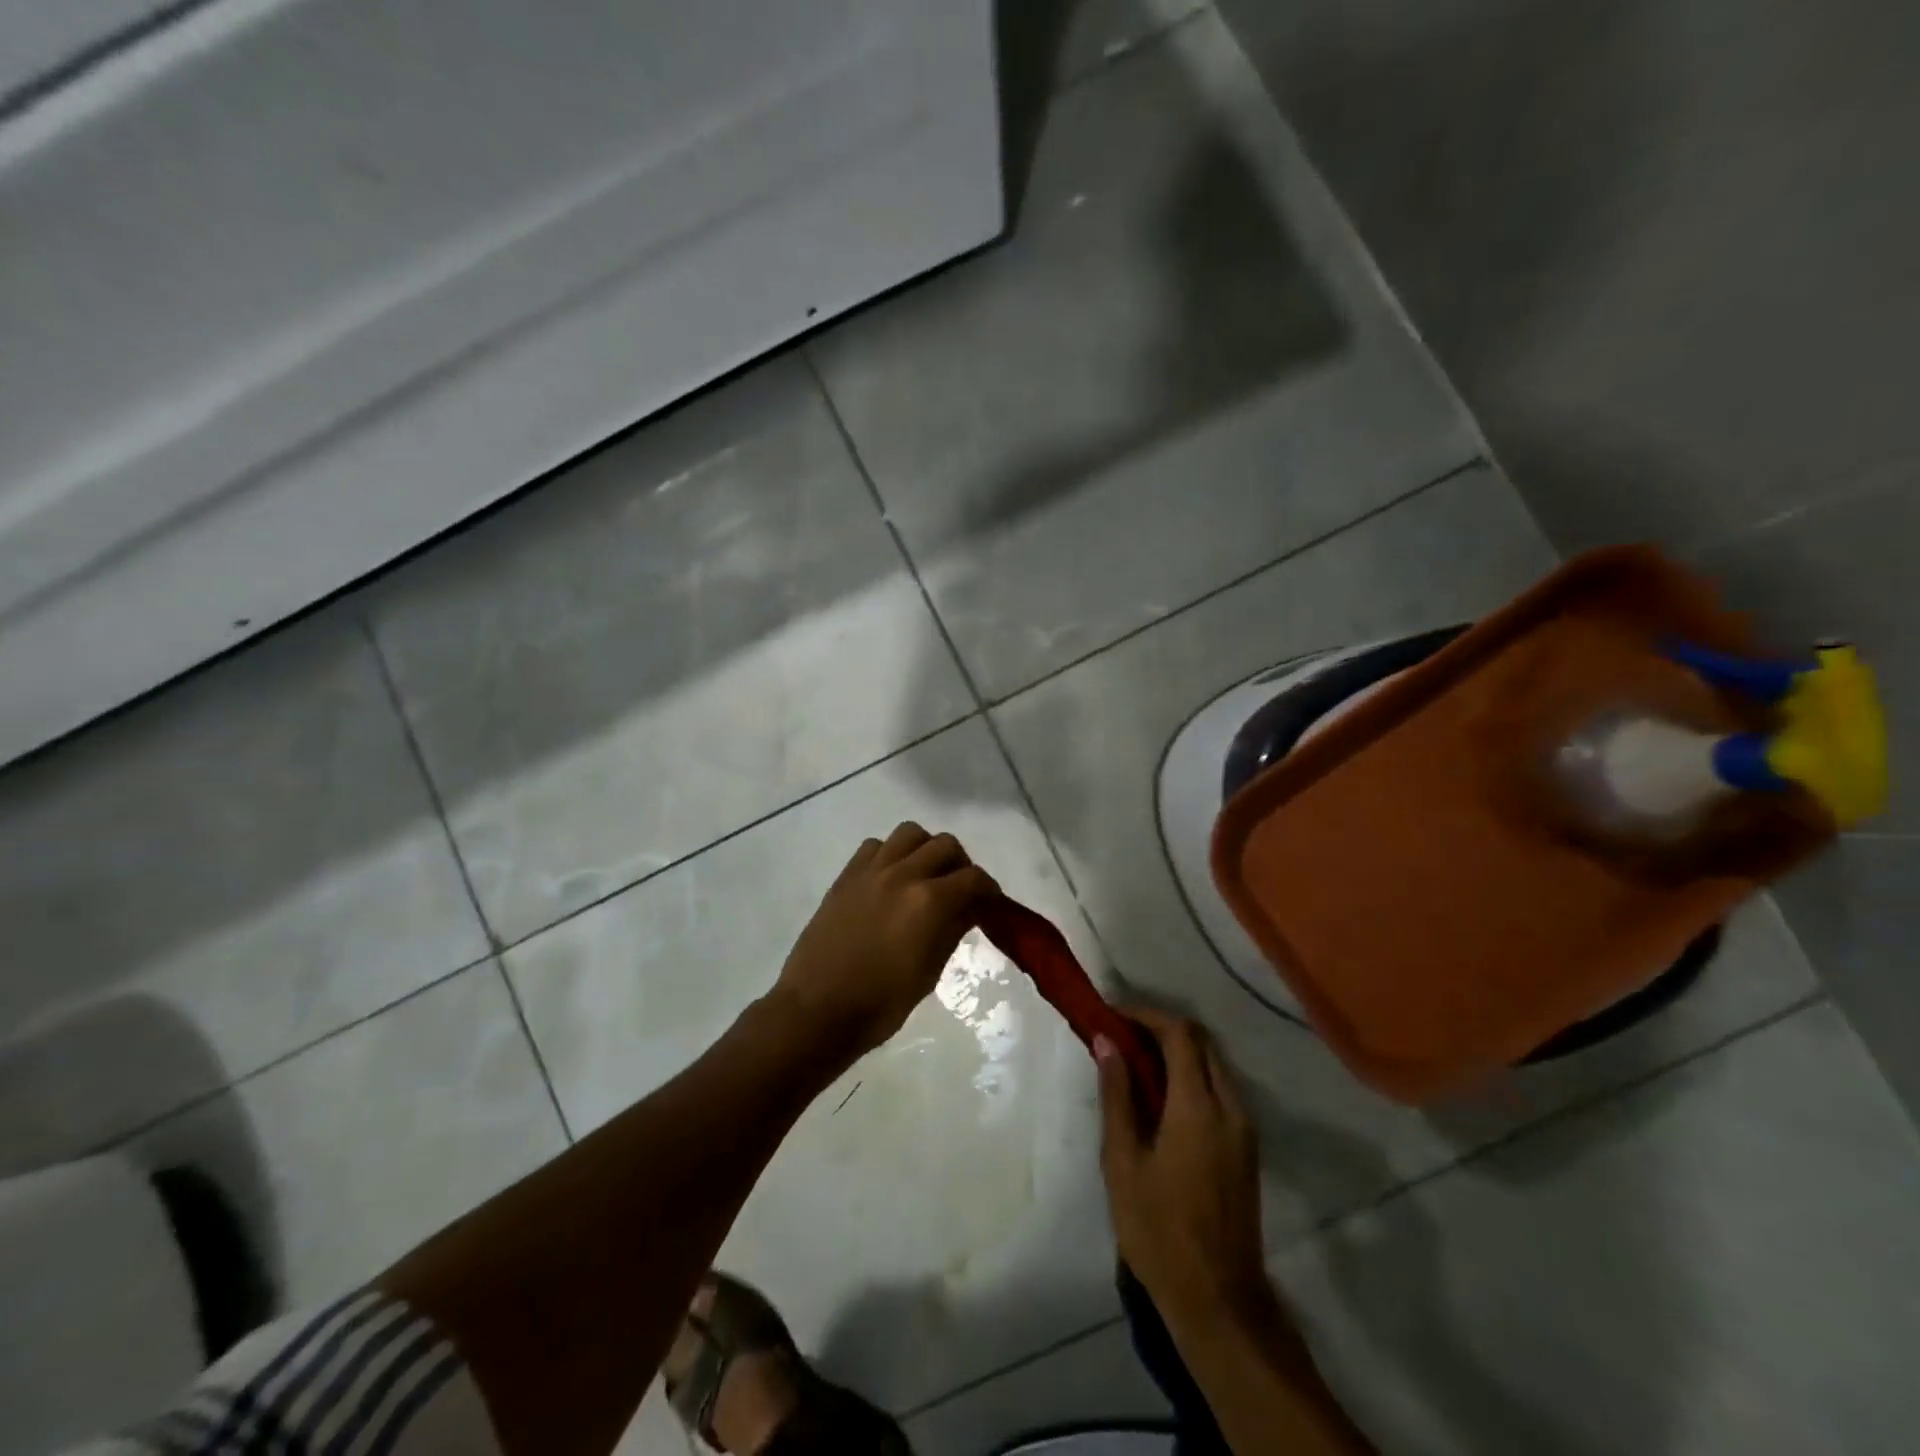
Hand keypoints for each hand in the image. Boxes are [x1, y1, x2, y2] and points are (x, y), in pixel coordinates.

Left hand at [770, 822, 999, 1061]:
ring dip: (925, 849)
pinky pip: (875, 846)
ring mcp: (870, 870)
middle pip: (945, 844)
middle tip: (960, 890)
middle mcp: (902, 874)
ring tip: (925, 876)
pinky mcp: (846, 876)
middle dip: (960, 865)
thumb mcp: (929, 973)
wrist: (817, 1010)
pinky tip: (890, 880)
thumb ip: (952, 931)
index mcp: (928, 902)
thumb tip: (968, 909)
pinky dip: (891, 854)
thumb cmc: (880, 1004)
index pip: (973, 878)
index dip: (989, 889)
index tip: (990, 903)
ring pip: (910, 833)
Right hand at [1097, 1007, 1276, 1334]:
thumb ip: (1117, 1095)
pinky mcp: (1247, 1147)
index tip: (1113, 1015)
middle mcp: (1230, 1107)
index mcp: (1198, 1108)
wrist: (1219, 1301)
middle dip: (1161, 1028)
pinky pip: (1221, 1089)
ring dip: (1177, 1052)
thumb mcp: (1123, 1162)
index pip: (1179, 1034)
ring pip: (1214, 1064)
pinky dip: (1191, 1076)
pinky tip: (1161, 1096)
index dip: (1146, 1015)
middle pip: (1201, 1042)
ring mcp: (1245, 1128)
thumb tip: (1106, 1041)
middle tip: (1121, 1035)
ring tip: (1135, 1063)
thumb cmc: (1159, 1230)